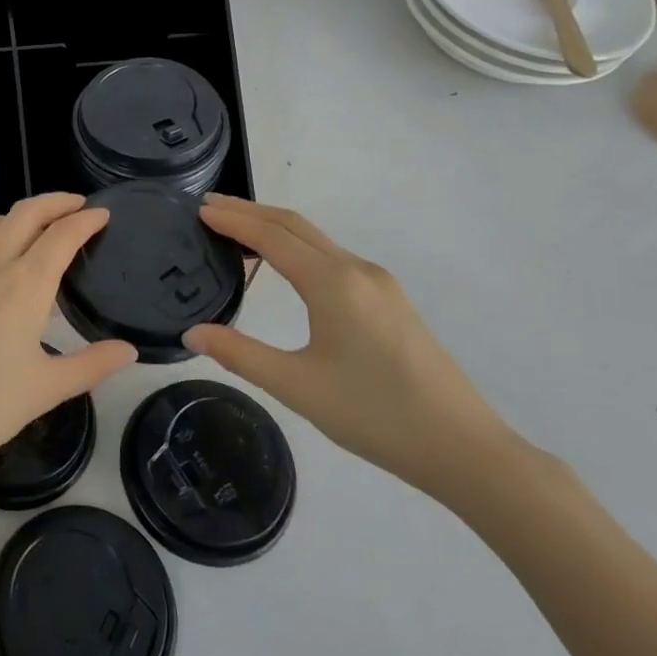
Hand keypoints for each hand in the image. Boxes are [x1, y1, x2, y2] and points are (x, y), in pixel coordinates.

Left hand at [0, 193, 137, 484]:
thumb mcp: (46, 389)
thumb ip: (92, 365)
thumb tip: (130, 350)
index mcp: (25, 284)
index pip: (62, 235)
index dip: (85, 220)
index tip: (102, 214)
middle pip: (27, 213)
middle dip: (56, 201)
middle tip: (77, 205)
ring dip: (19, 215)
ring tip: (35, 228)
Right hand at [183, 195, 509, 497]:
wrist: (464, 448)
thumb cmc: (375, 415)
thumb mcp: (298, 388)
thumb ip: (240, 354)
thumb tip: (192, 333)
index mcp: (333, 283)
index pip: (271, 236)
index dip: (233, 220)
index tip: (199, 209)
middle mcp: (356, 270)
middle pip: (295, 225)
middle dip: (250, 212)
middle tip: (209, 207)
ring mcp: (378, 283)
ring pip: (316, 239)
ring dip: (274, 227)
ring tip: (237, 230)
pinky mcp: (390, 300)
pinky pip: (332, 257)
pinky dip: (297, 246)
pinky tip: (285, 264)